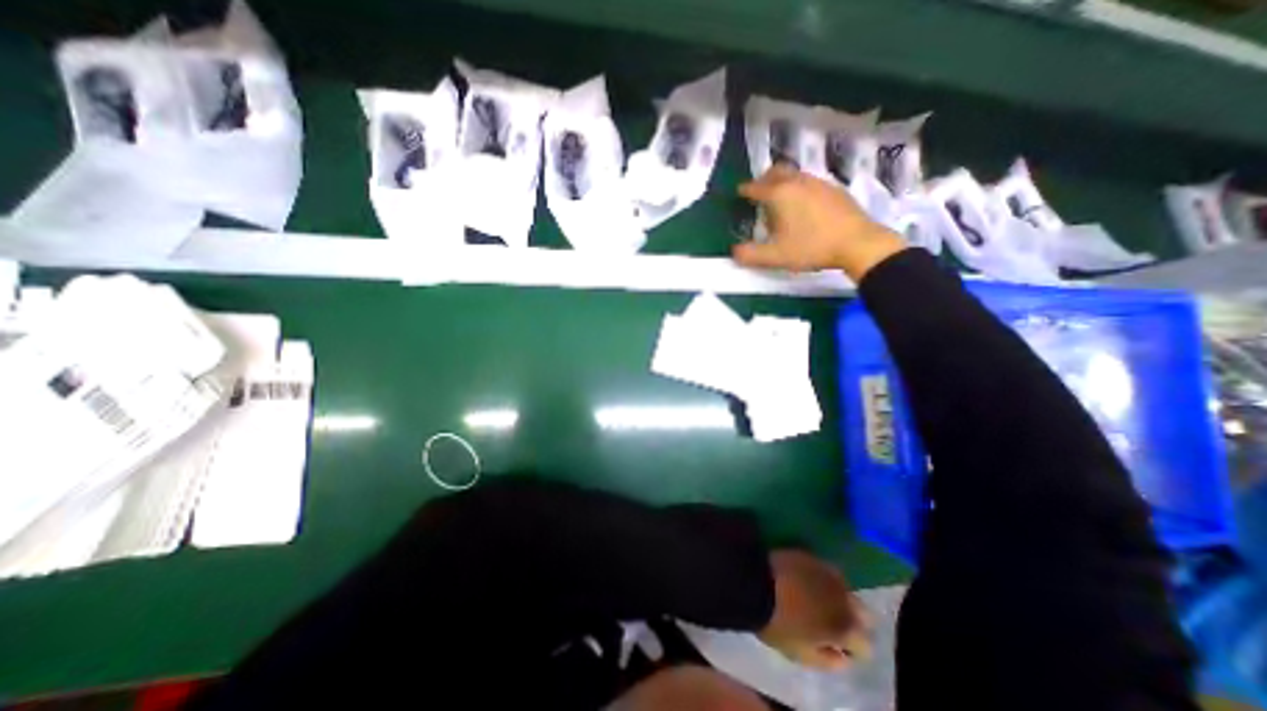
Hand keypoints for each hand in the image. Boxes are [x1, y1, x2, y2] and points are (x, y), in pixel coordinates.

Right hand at [734, 163, 910, 280]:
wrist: (857, 243)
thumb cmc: (811, 248)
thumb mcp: (775, 256)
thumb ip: (750, 255)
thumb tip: (734, 252)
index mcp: (780, 194)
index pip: (757, 187)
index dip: (746, 190)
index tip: (740, 192)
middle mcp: (798, 182)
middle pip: (777, 171)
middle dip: (764, 178)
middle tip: (759, 189)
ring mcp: (819, 183)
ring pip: (795, 175)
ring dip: (783, 182)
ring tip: (780, 199)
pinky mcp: (835, 190)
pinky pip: (811, 182)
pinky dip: (800, 188)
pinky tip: (805, 205)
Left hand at [751, 551, 871, 670]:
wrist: (754, 580)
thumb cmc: (778, 623)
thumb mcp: (802, 655)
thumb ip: (830, 661)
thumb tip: (844, 658)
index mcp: (846, 627)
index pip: (865, 645)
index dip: (852, 650)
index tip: (836, 648)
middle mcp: (844, 597)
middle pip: (862, 613)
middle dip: (851, 619)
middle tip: (830, 623)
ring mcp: (828, 571)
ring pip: (845, 588)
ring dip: (837, 596)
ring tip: (816, 600)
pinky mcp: (811, 554)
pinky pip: (825, 570)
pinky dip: (821, 578)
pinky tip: (805, 582)